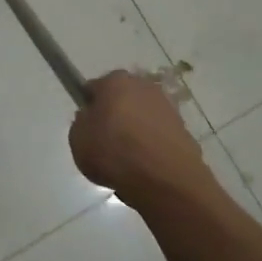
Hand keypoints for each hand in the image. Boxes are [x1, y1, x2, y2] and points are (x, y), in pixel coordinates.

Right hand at [69, 71, 216, 207]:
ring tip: (127, 159)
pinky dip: (151, 145)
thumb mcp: (77, 138)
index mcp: (115, 81)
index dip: (89, 107)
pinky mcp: (184, 129)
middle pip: (122, 99)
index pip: (95, 88)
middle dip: (115, 115)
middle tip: (106, 141)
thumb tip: (92, 118)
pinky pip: (158, 135)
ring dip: (135, 130)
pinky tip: (145, 166)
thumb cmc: (113, 152)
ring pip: (142, 116)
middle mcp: (144, 86)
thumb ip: (82, 122)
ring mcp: (167, 107)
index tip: (87, 126)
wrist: (164, 179)